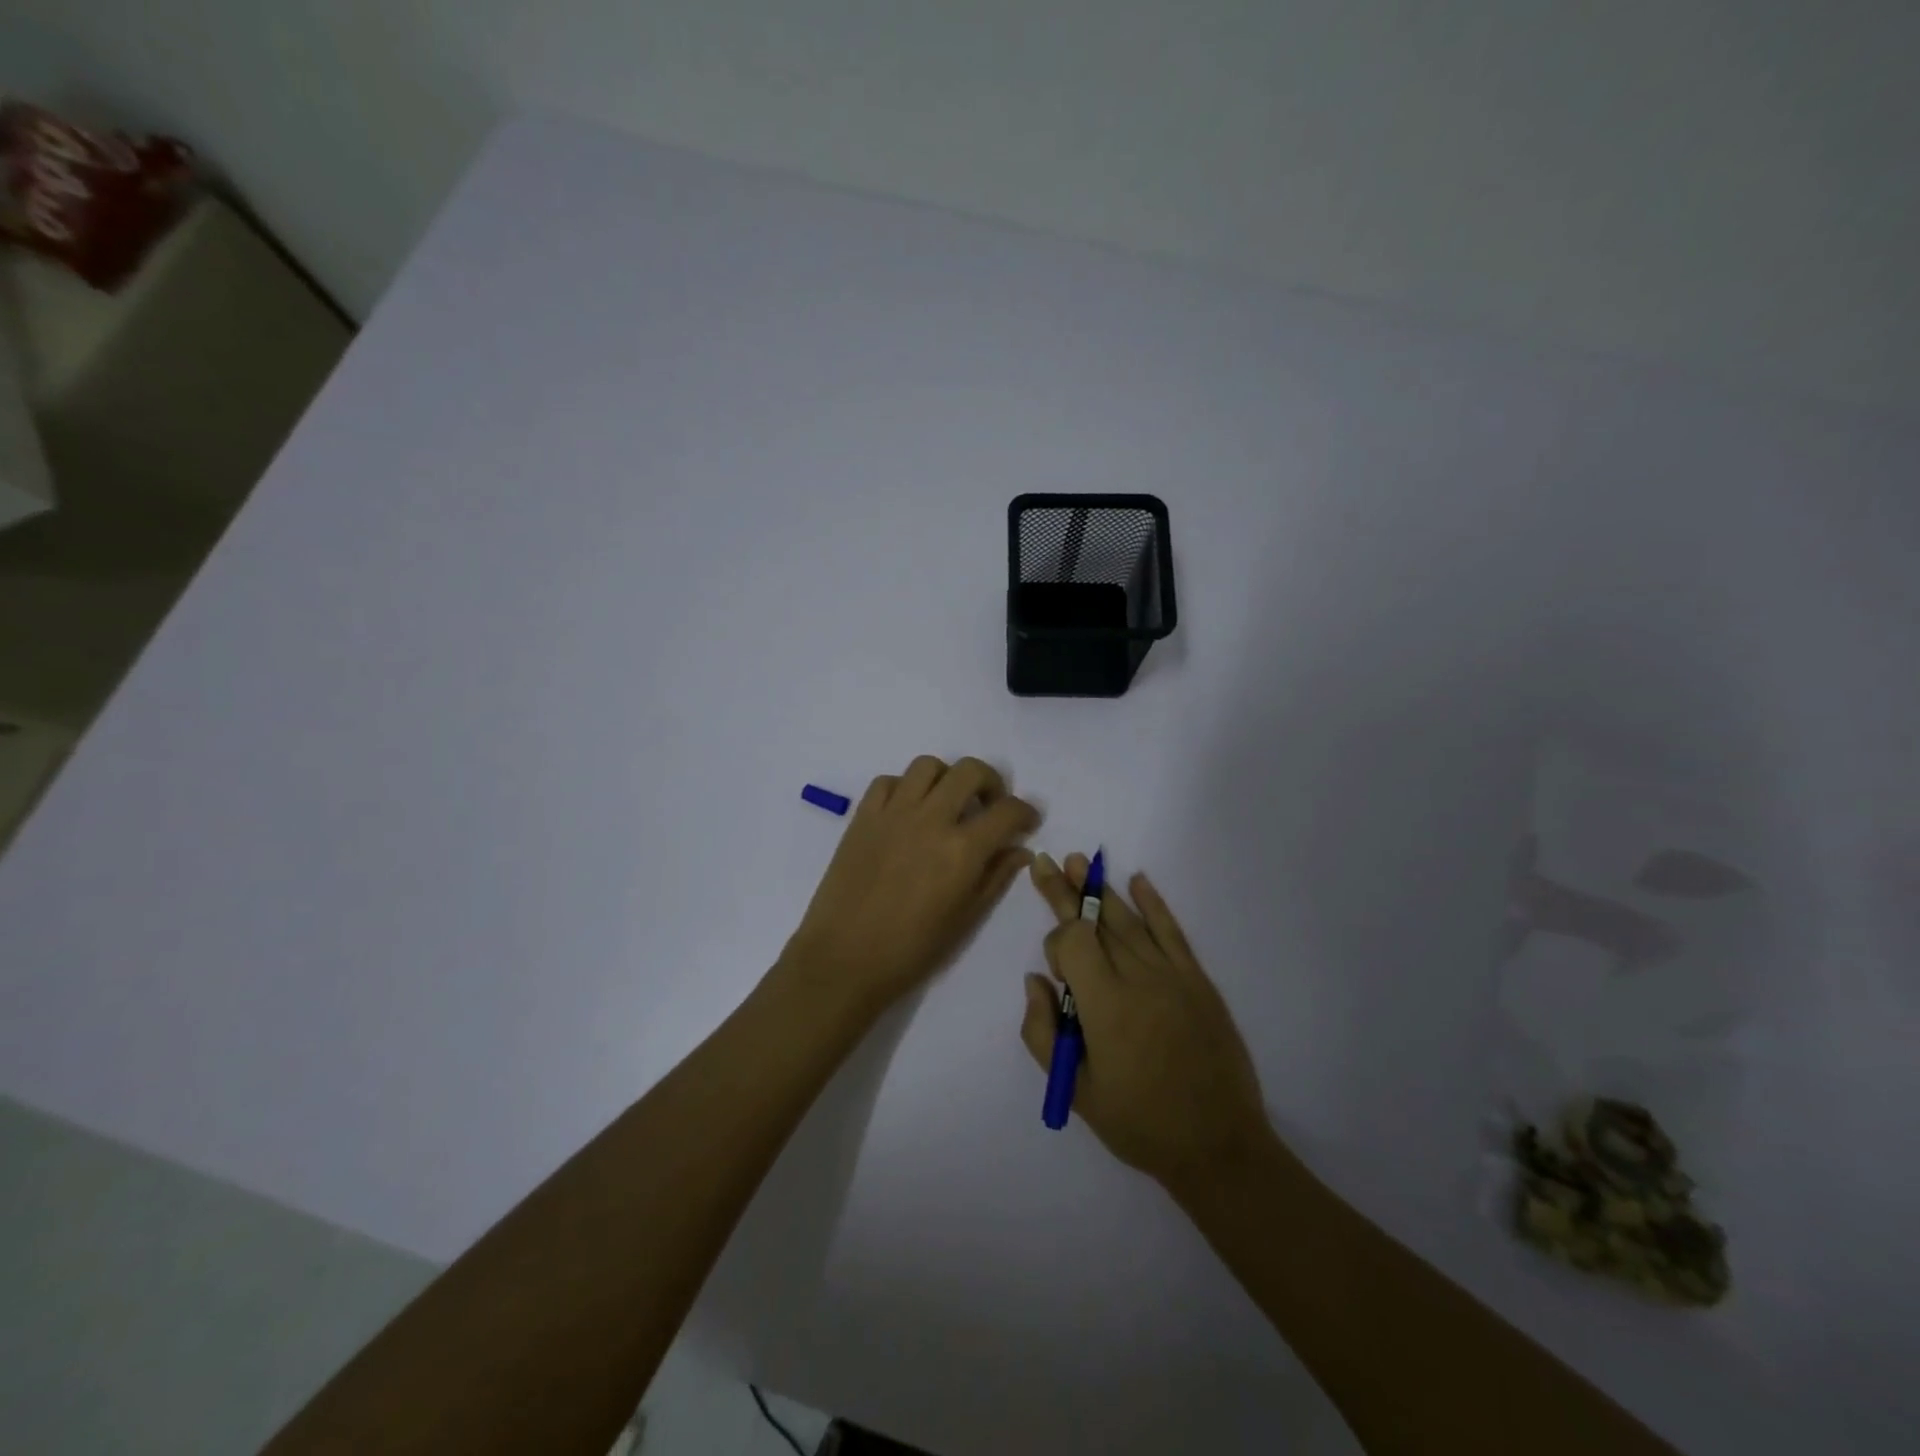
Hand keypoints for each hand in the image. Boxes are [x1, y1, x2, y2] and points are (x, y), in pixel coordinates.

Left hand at [783, 756, 1040, 1015]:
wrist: (843, 959)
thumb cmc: (911, 950)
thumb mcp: (965, 919)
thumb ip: (995, 877)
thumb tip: (1019, 850)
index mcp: (962, 850)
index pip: (1007, 811)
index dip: (1025, 812)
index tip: (1025, 823)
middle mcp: (931, 819)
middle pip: (970, 771)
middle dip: (991, 782)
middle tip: (989, 805)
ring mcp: (893, 813)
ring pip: (927, 766)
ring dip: (946, 778)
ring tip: (947, 803)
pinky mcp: (862, 816)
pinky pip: (887, 781)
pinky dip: (904, 788)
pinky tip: (908, 812)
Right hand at [1021, 853, 1272, 1193]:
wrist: (1218, 1145)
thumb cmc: (1139, 1123)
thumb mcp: (1075, 1089)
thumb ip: (1042, 1031)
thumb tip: (1035, 980)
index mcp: (1106, 1005)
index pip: (1073, 942)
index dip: (1057, 944)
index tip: (1055, 975)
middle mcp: (1138, 977)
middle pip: (1096, 921)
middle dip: (1067, 891)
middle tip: (1046, 862)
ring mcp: (1172, 975)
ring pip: (1129, 920)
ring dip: (1101, 890)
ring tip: (1080, 862)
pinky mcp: (1197, 980)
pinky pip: (1172, 932)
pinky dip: (1154, 904)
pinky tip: (1138, 880)